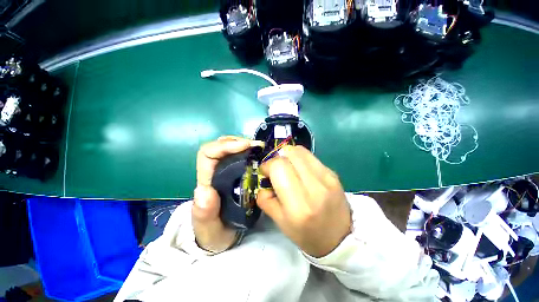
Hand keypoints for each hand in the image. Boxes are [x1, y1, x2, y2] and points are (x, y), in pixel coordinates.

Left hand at [193, 136, 262, 252]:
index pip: (207, 154)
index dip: (224, 146)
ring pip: (230, 150)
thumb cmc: (213, 233)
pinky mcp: (236, 175)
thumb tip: (204, 191)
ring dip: (244, 145)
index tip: (245, 146)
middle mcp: (215, 173)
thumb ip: (204, 213)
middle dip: (237, 142)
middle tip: (256, 146)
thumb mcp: (208, 228)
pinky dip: (249, 153)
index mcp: (207, 181)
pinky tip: (259, 156)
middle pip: (220, 146)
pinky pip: (240, 158)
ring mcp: (226, 173)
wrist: (221, 237)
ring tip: (258, 149)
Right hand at [257, 145, 350, 257]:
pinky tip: (300, 170)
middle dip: (277, 158)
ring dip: (288, 156)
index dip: (268, 165)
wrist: (340, 237)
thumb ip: (265, 200)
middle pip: (289, 154)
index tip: (265, 173)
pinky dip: (300, 159)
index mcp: (298, 205)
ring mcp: (327, 178)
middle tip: (276, 170)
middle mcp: (314, 187)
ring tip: (287, 168)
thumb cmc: (306, 234)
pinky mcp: (333, 173)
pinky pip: (310, 156)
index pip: (279, 167)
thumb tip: (263, 183)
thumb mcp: (280, 222)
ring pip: (300, 150)